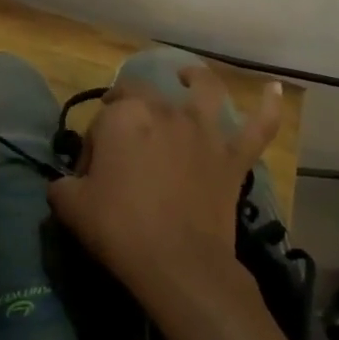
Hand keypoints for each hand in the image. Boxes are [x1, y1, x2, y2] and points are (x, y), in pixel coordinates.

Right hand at [48, 65, 280, 324]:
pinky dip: (270, 107)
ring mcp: (205, 131)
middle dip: (128, 111)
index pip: (101, 121)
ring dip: (196, 78)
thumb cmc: (119, 228)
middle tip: (122, 146)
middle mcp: (166, 111)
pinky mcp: (233, 157)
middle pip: (143, 98)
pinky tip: (276, 90)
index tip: (89, 176)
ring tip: (188, 76)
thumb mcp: (70, 206)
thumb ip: (62, 185)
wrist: (178, 263)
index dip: (92, 147)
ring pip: (204, 91)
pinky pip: (259, 127)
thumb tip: (68, 182)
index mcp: (124, 117)